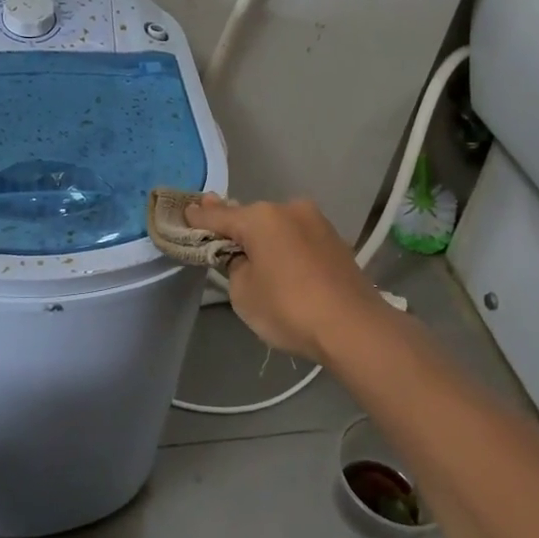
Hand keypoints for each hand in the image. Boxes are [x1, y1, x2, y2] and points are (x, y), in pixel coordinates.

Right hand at [186, 195, 391, 363]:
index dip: (199, 218)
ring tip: (254, 259)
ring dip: (265, 239)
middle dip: (236, 229)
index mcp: (261, 217)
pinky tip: (283, 266)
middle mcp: (289, 209)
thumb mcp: (243, 291)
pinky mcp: (335, 240)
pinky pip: (298, 239)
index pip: (219, 216)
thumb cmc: (288, 308)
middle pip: (251, 218)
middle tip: (219, 241)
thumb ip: (234, 264)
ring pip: (278, 227)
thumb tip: (242, 253)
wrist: (354, 328)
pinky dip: (286, 248)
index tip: (184, 212)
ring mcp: (317, 222)